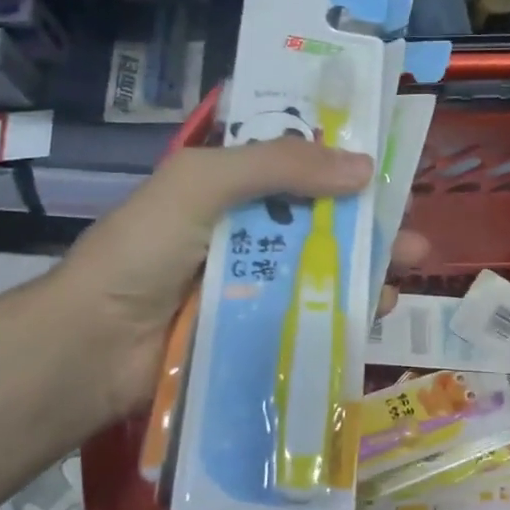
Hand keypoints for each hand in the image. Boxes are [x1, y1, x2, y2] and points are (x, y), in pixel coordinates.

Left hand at [47, 140, 427, 426]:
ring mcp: (255, 281)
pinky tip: (376, 310)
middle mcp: (248, 229)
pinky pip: (313, 312)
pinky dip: (348, 309)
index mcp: (231, 186)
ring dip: (370, 266)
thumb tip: (364, 167)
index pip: (299, 164)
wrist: (93, 346)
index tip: (391, 169)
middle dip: (373, 224)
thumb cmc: (143, 251)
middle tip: (415, 236)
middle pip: (324, 219)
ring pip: (326, 266)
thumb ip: (278, 166)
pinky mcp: (260, 327)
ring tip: (408, 271)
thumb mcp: (202, 184)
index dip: (345, 163)